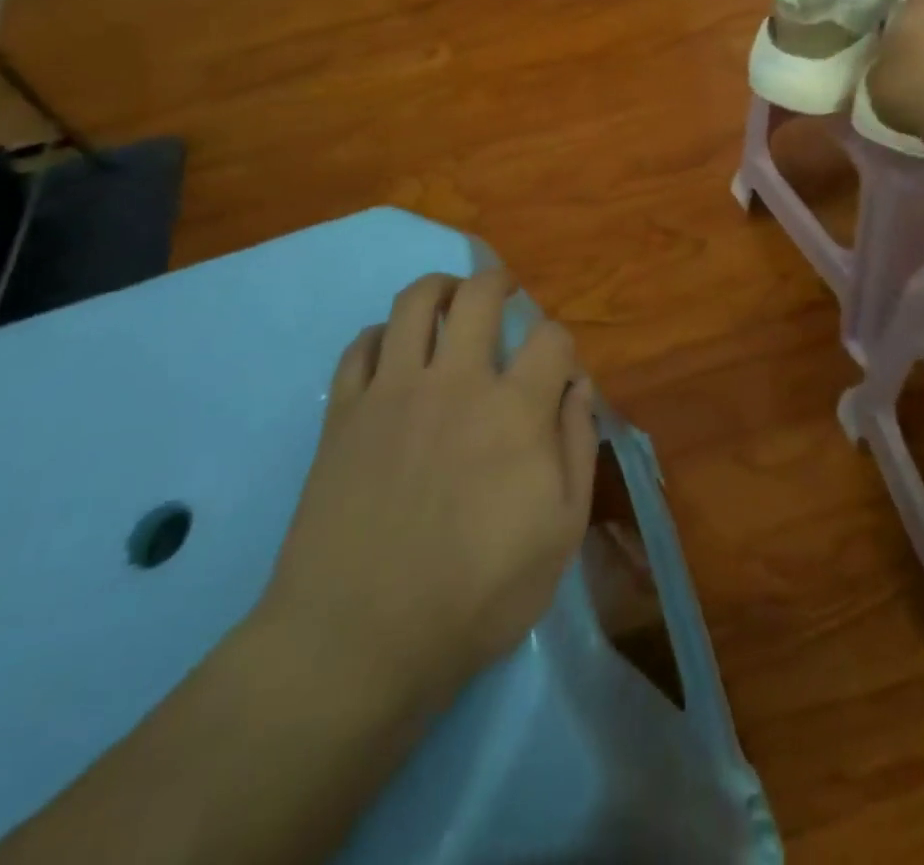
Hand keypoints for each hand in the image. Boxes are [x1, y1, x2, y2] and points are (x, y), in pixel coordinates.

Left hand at [256, 270, 596, 712]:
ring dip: (439, 288)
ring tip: (449, 299)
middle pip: (479, 295)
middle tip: (504, 293)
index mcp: (514, 409)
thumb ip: (578, 448)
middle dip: (499, 283)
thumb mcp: (560, 534)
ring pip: (414, 302)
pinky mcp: (344, 412)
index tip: (557, 369)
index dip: (562, 344)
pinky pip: (359, 345)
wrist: (358, 640)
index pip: (551, 338)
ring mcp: (393, 391)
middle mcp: (455, 381)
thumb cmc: (475, 596)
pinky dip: (381, 335)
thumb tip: (579, 387)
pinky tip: (391, 351)